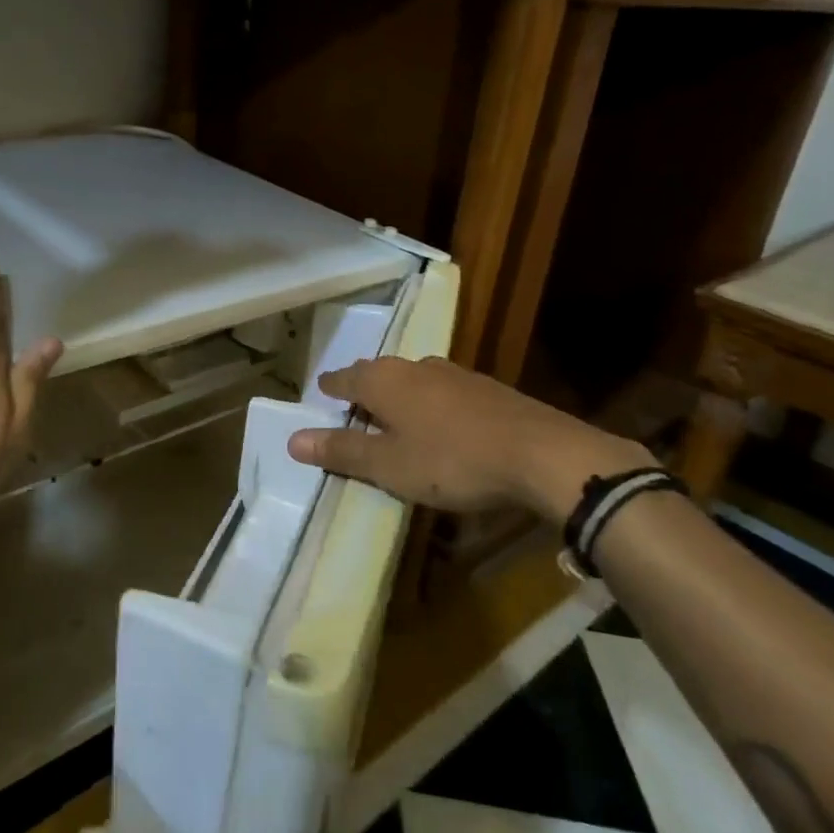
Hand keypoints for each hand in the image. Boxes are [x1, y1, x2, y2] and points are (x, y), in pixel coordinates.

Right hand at [286, 357, 653, 526]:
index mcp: (383, 381)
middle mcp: (414, 367)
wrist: (540, 453)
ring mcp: (453, 374)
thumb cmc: (451, 460)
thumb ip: (341, 451)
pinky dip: (429, 404)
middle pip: (377, 373)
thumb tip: (292, 439)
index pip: (344, 378)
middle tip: (353, 409)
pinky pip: (442, 391)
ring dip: (398, 396)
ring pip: (412, 379)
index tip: (321, 394)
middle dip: (363, 389)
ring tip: (394, 417)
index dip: (330, 388)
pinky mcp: (485, 388)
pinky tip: (441, 425)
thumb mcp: (388, 465)